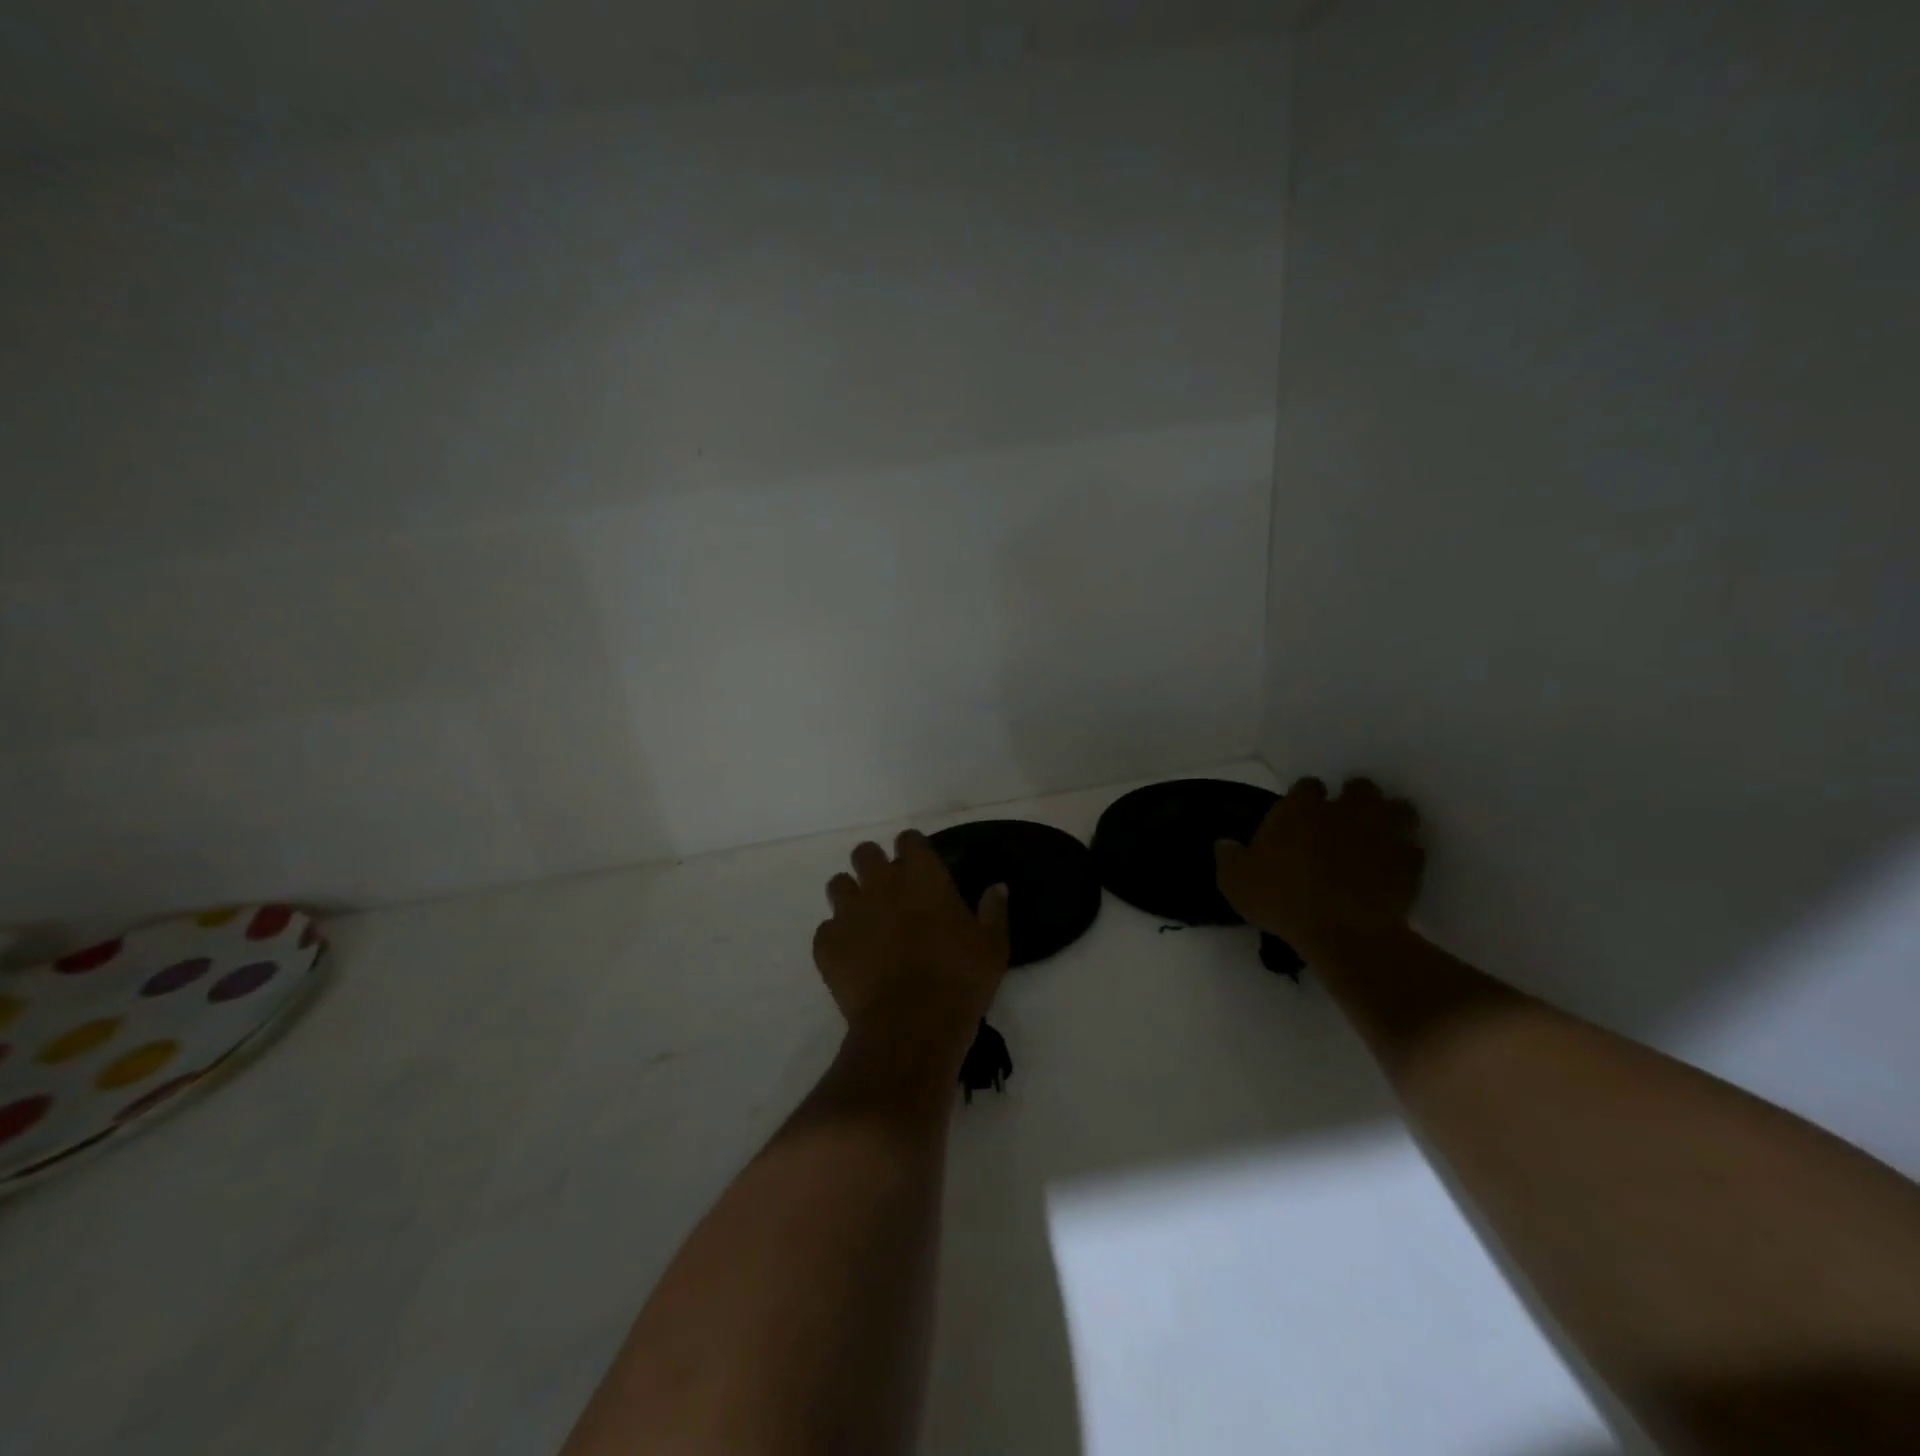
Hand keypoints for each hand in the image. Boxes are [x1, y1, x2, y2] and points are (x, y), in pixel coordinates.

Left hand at [813, 830, 1009, 1070]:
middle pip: (865, 853)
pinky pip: (826, 930)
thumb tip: (998, 886)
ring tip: (866, 922)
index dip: (913, 850)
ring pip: (838, 885)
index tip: (920, 866)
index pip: (909, 840)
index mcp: (922, 875)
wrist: (911, 1024)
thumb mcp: (992, 945)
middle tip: (889, 892)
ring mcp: (849, 912)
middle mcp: (881, 883)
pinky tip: (853, 958)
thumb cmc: (960, 978)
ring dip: (851, 897)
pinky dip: (838, 939)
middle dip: (874, 866)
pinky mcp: (826, 944)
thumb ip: (993, 910)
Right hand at [1215, 777, 1423, 958]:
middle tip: (1342, 820)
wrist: (1345, 932)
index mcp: (1302, 808)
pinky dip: (1405, 853)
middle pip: (1359, 787)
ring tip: (1376, 834)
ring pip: (1397, 808)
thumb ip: (1229, 857)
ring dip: (1388, 816)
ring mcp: (1383, 832)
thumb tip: (1224, 842)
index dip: (1305, 798)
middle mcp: (1346, 810)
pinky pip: (1413, 848)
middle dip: (1353, 798)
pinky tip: (1393, 866)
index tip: (1300, 815)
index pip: (1307, 785)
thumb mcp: (1236, 883)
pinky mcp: (1410, 861)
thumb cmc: (1283, 900)